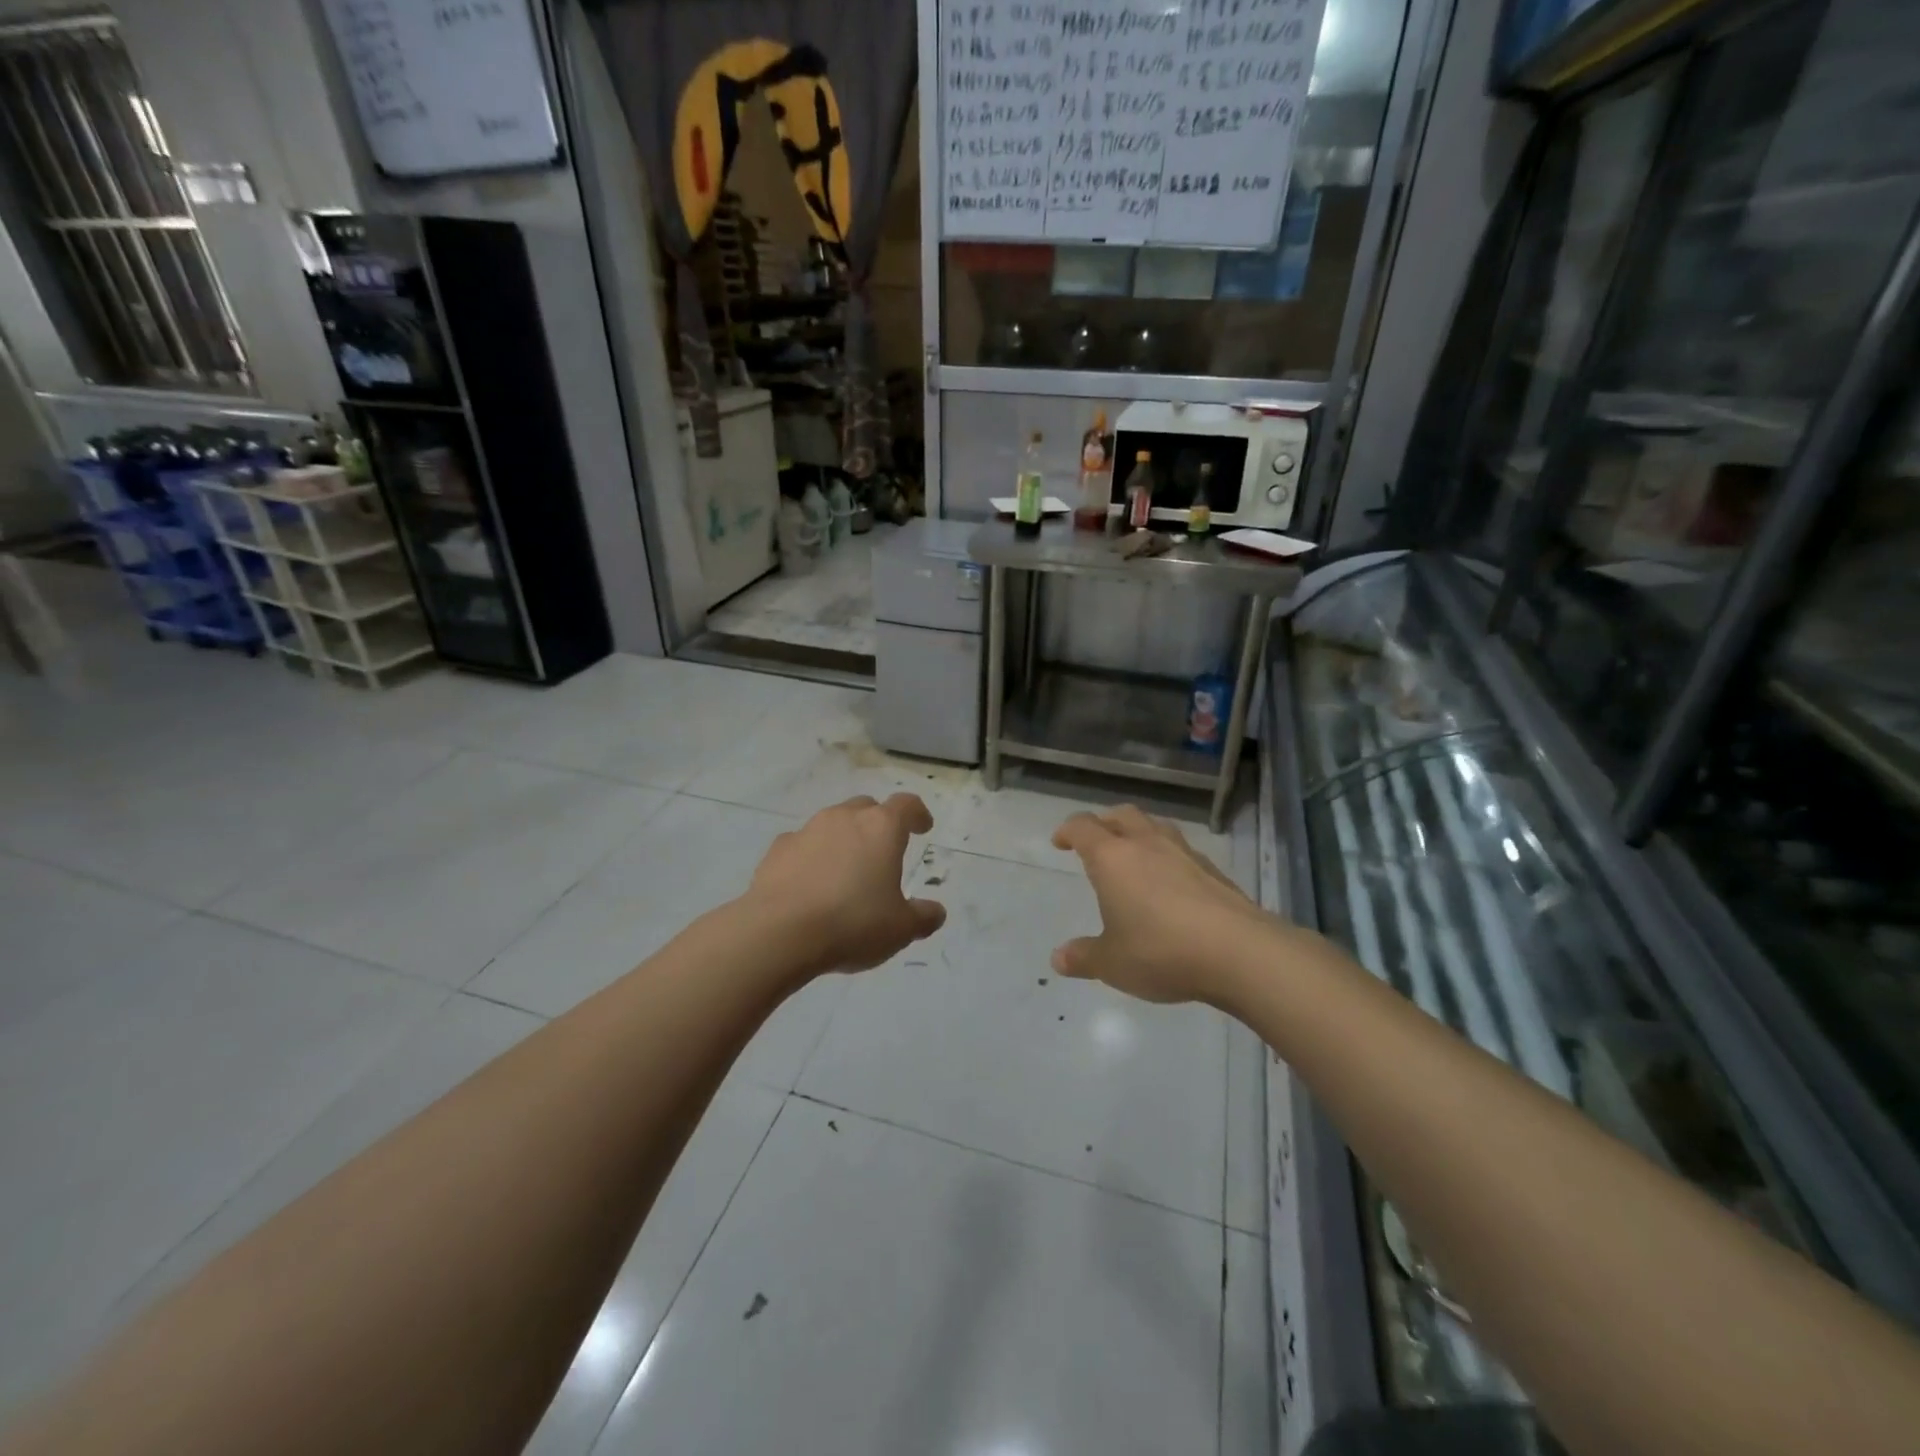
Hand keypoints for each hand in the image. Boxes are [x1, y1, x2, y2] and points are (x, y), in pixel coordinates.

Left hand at [746, 794, 946, 976]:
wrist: (780, 933)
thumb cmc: (852, 923)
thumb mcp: (901, 929)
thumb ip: (923, 917)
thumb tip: (935, 912)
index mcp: (881, 828)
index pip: (906, 805)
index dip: (917, 814)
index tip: (923, 827)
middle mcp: (844, 818)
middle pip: (867, 808)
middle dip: (878, 823)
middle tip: (884, 850)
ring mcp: (807, 830)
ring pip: (832, 823)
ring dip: (843, 839)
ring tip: (846, 871)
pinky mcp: (777, 850)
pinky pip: (802, 845)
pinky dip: (811, 857)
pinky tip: (811, 883)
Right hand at [1050, 805, 1270, 1004]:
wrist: (1239, 952)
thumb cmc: (1161, 951)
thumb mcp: (1112, 963)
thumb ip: (1084, 957)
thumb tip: (1058, 958)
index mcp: (1113, 858)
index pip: (1083, 828)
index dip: (1068, 830)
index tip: (1060, 841)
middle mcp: (1147, 845)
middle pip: (1122, 815)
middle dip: (1104, 822)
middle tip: (1095, 840)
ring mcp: (1184, 853)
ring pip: (1155, 826)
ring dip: (1139, 833)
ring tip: (1134, 855)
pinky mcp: (1213, 870)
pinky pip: (1181, 850)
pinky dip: (1168, 856)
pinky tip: (1171, 882)